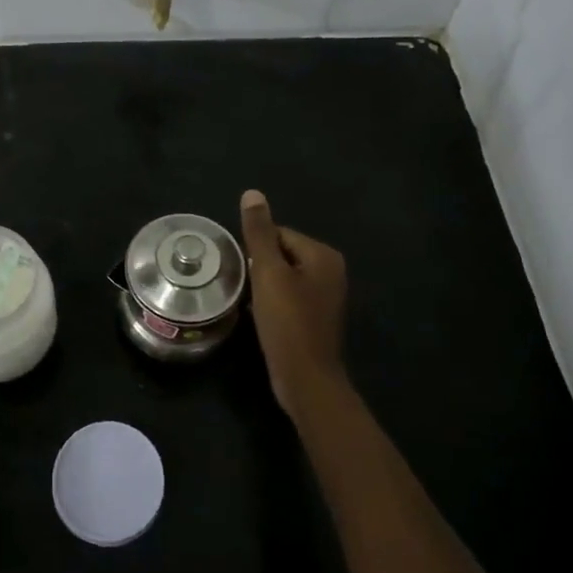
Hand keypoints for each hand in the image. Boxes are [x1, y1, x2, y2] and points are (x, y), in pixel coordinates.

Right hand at [241, 189, 349, 416]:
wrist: (306, 380)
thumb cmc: (288, 323)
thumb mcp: (269, 273)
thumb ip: (259, 233)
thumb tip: (252, 193)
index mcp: (323, 255)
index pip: (279, 234)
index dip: (255, 250)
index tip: (242, 268)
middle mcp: (330, 271)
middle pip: (281, 254)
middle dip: (259, 267)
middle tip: (243, 286)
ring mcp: (325, 296)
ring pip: (283, 277)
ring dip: (263, 286)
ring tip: (248, 300)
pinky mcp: (315, 317)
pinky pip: (288, 297)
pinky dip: (272, 302)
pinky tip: (259, 315)